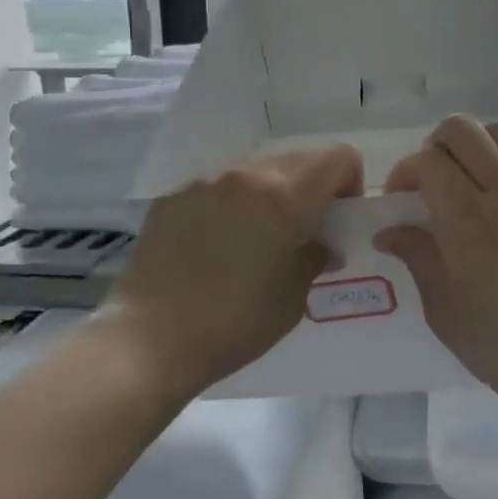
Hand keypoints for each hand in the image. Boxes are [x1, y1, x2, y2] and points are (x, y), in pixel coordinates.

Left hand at [101, 144, 363, 400]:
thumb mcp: (292, 298)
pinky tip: (216, 245)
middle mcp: (245, 175)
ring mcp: (204, 182)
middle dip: (313, 186)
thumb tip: (322, 244)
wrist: (147, 341)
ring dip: (272, 191)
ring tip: (259, 236)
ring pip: (257, 167)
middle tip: (304, 229)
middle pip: (299, 157)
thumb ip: (315, 257)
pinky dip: (233, 203)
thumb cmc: (232, 325)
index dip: (350, 183)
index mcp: (283, 196)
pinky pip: (218, 186)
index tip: (338, 220)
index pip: (338, 157)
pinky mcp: (173, 197)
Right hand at [377, 116, 497, 417]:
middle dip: (436, 145)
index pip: (428, 161)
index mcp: (469, 223)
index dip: (405, 173)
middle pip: (463, 129)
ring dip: (476, 147)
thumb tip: (388, 231)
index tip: (401, 201)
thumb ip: (416, 258)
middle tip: (432, 181)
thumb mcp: (444, 311)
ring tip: (469, 180)